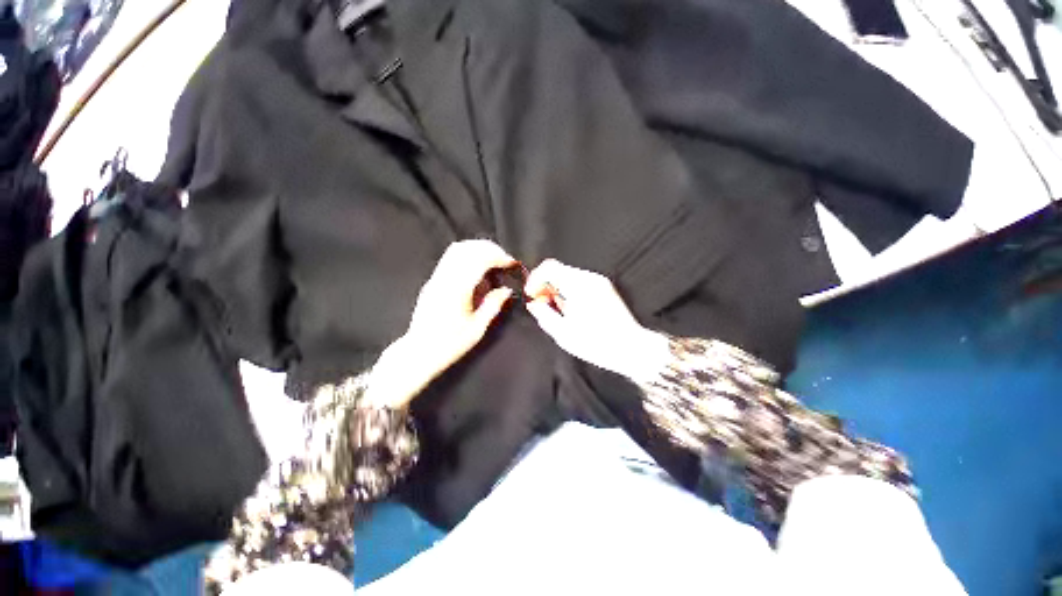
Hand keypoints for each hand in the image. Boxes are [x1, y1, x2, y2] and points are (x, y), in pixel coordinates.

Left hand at [364, 240, 516, 407]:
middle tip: (504, 260)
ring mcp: (436, 278)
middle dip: (489, 249)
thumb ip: (493, 305)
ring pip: (456, 249)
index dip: (498, 257)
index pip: (479, 260)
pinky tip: (477, 269)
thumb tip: (507, 289)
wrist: (418, 352)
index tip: (511, 263)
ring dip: (477, 249)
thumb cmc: (449, 345)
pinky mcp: (432, 281)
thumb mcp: (477, 329)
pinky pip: (450, 258)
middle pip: (467, 248)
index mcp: (457, 291)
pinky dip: (467, 255)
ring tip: (492, 261)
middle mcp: (444, 279)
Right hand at [524, 259, 670, 381]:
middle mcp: (590, 279)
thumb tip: (534, 304)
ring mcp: (599, 282)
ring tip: (558, 311)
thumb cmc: (598, 343)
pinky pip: (580, 283)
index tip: (532, 295)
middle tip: (542, 305)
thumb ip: (544, 314)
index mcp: (578, 286)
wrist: (631, 348)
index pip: (549, 267)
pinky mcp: (605, 288)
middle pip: (559, 271)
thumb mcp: (563, 333)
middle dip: (546, 286)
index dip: (535, 279)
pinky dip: (570, 292)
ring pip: (569, 277)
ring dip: (558, 290)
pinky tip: (572, 311)